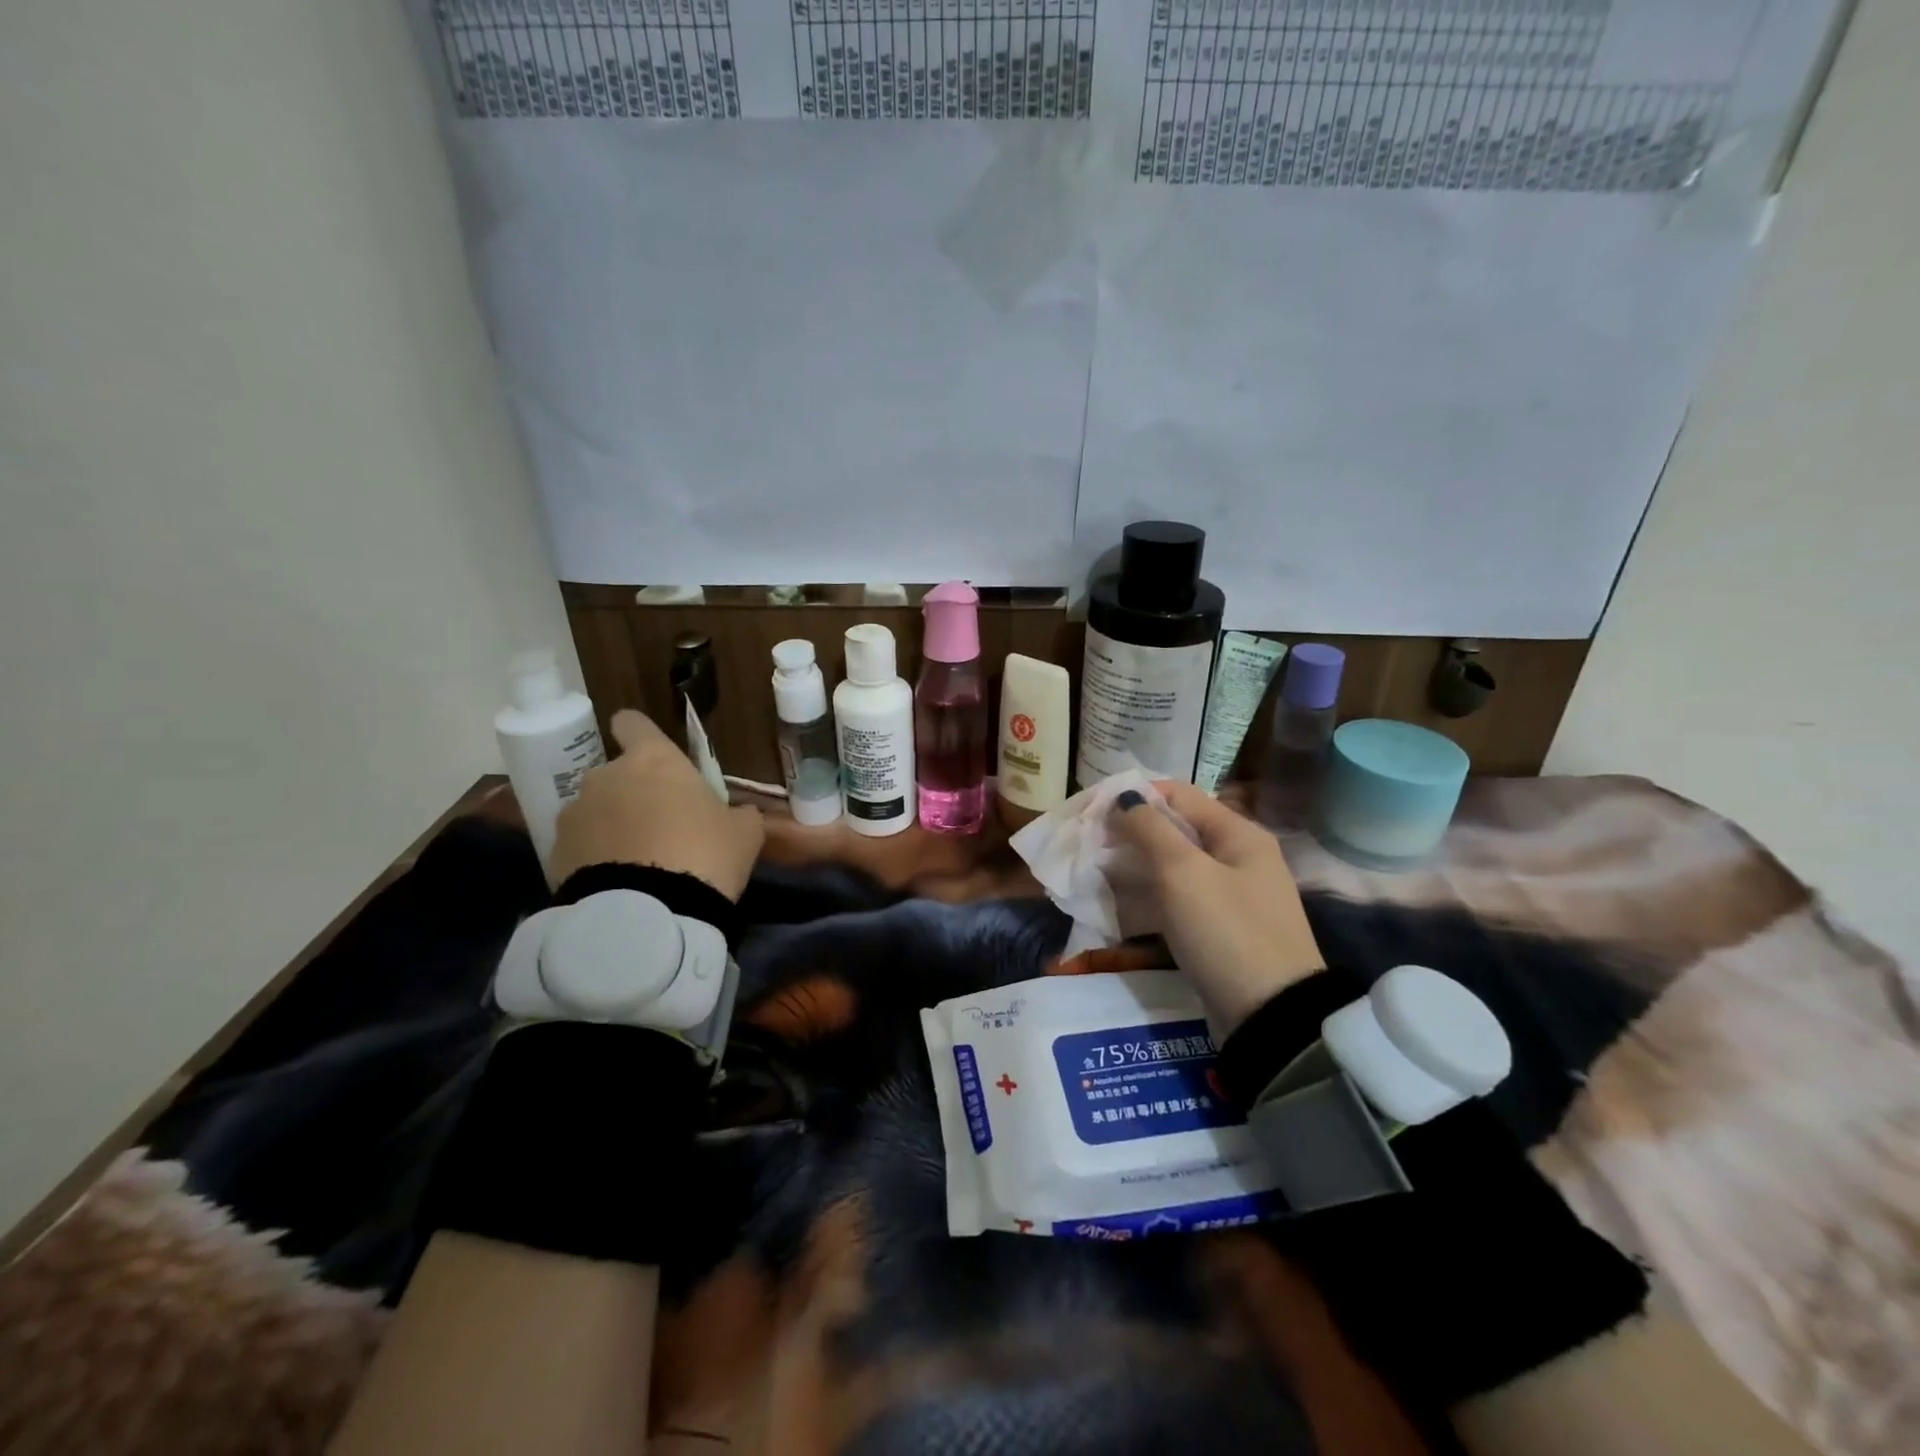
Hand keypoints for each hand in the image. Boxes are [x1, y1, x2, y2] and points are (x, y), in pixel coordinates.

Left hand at [547, 709, 764, 899]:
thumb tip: (740, 813)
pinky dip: (595, 858)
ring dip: (612, 827)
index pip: (632, 723)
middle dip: (633, 794)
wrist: (649, 914)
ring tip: (638, 862)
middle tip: (662, 827)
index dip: (639, 734)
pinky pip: (581, 847)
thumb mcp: (744, 833)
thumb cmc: (705, 854)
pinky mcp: (555, 854)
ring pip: (596, 811)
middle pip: (616, 774)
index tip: (650, 752)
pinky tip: (621, 884)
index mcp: (653, 760)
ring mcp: (575, 815)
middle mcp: (606, 776)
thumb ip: (739, 814)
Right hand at [1107, 780, 1324, 1035]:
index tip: (1091, 811)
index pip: (1178, 793)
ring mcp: (1231, 895)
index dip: (1134, 795)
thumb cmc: (1226, 932)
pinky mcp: (1221, 928)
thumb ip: (1149, 828)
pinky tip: (1119, 907)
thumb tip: (1124, 796)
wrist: (1272, 1018)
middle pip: (1175, 829)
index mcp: (1238, 833)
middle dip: (1130, 833)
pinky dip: (1149, 897)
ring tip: (1095, 875)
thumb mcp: (1183, 873)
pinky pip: (1178, 899)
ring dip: (1135, 866)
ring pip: (1173, 866)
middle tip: (1088, 846)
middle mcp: (1238, 857)